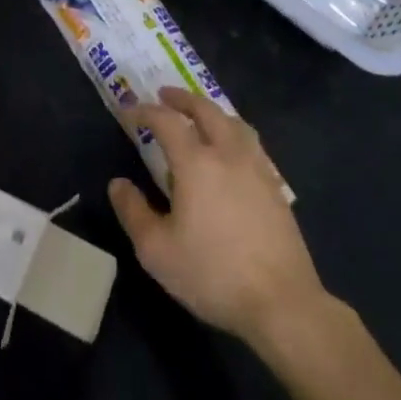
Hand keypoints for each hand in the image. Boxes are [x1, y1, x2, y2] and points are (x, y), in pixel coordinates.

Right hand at [108, 87, 340, 354]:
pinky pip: (251, 144)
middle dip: (183, 99)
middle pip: (206, 110)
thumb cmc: (213, 274)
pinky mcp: (276, 188)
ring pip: (234, 123)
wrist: (282, 303)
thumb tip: (118, 184)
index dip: (145, 112)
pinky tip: (231, 154)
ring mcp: (257, 169)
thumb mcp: (157, 250)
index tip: (129, 112)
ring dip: (212, 111)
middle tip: (165, 96)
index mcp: (196, 163)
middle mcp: (228, 154)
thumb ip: (133, 212)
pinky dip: (234, 134)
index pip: (166, 122)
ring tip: (200, 117)